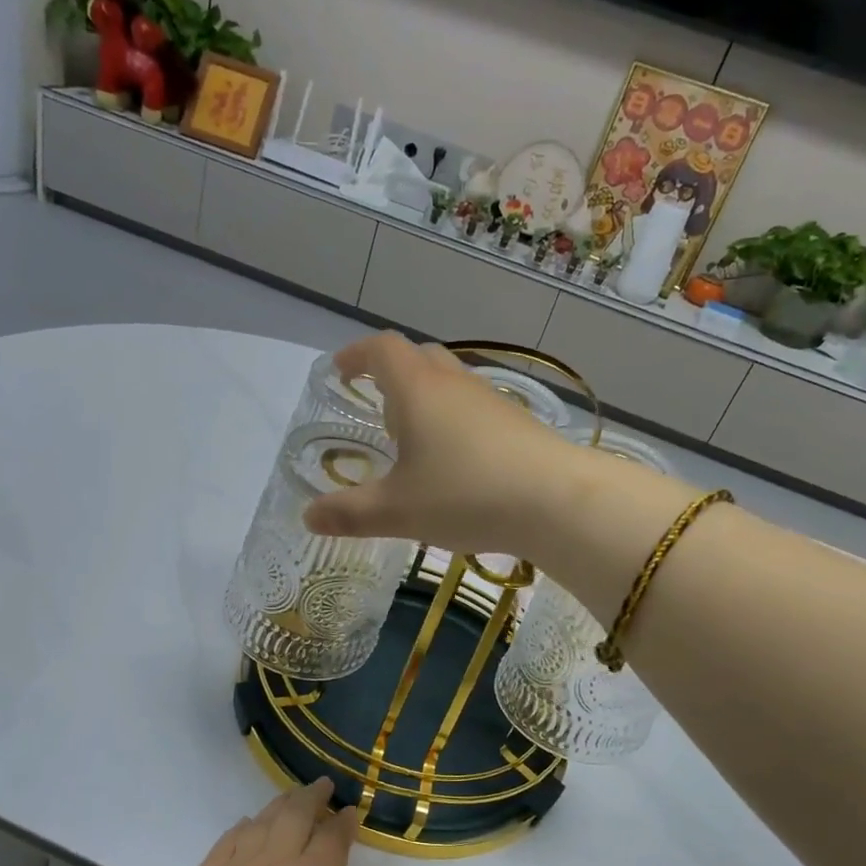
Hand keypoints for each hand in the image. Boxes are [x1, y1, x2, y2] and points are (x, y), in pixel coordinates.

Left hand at [150, 779, 377, 865]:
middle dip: (312, 796)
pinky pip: (222, 846)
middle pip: (293, 815)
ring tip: (287, 803)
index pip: (332, 835)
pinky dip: (239, 831)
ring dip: (277, 808)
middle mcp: (272, 865)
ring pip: (257, 824)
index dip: (344, 821)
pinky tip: (244, 830)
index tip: (350, 814)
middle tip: (322, 787)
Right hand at [301, 333, 580, 558]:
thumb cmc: (465, 495)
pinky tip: (455, 463)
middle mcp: (454, 383)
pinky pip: (473, 409)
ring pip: (450, 383)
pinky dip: (453, 422)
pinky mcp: (517, 423)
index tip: (341, 371)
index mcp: (418, 390)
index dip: (357, 354)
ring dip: (425, 400)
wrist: (556, 500)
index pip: (382, 349)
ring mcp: (491, 400)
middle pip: (419, 358)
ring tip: (413, 442)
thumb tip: (308, 516)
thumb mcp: (397, 511)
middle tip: (377, 408)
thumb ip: (350, 513)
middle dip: (391, 375)